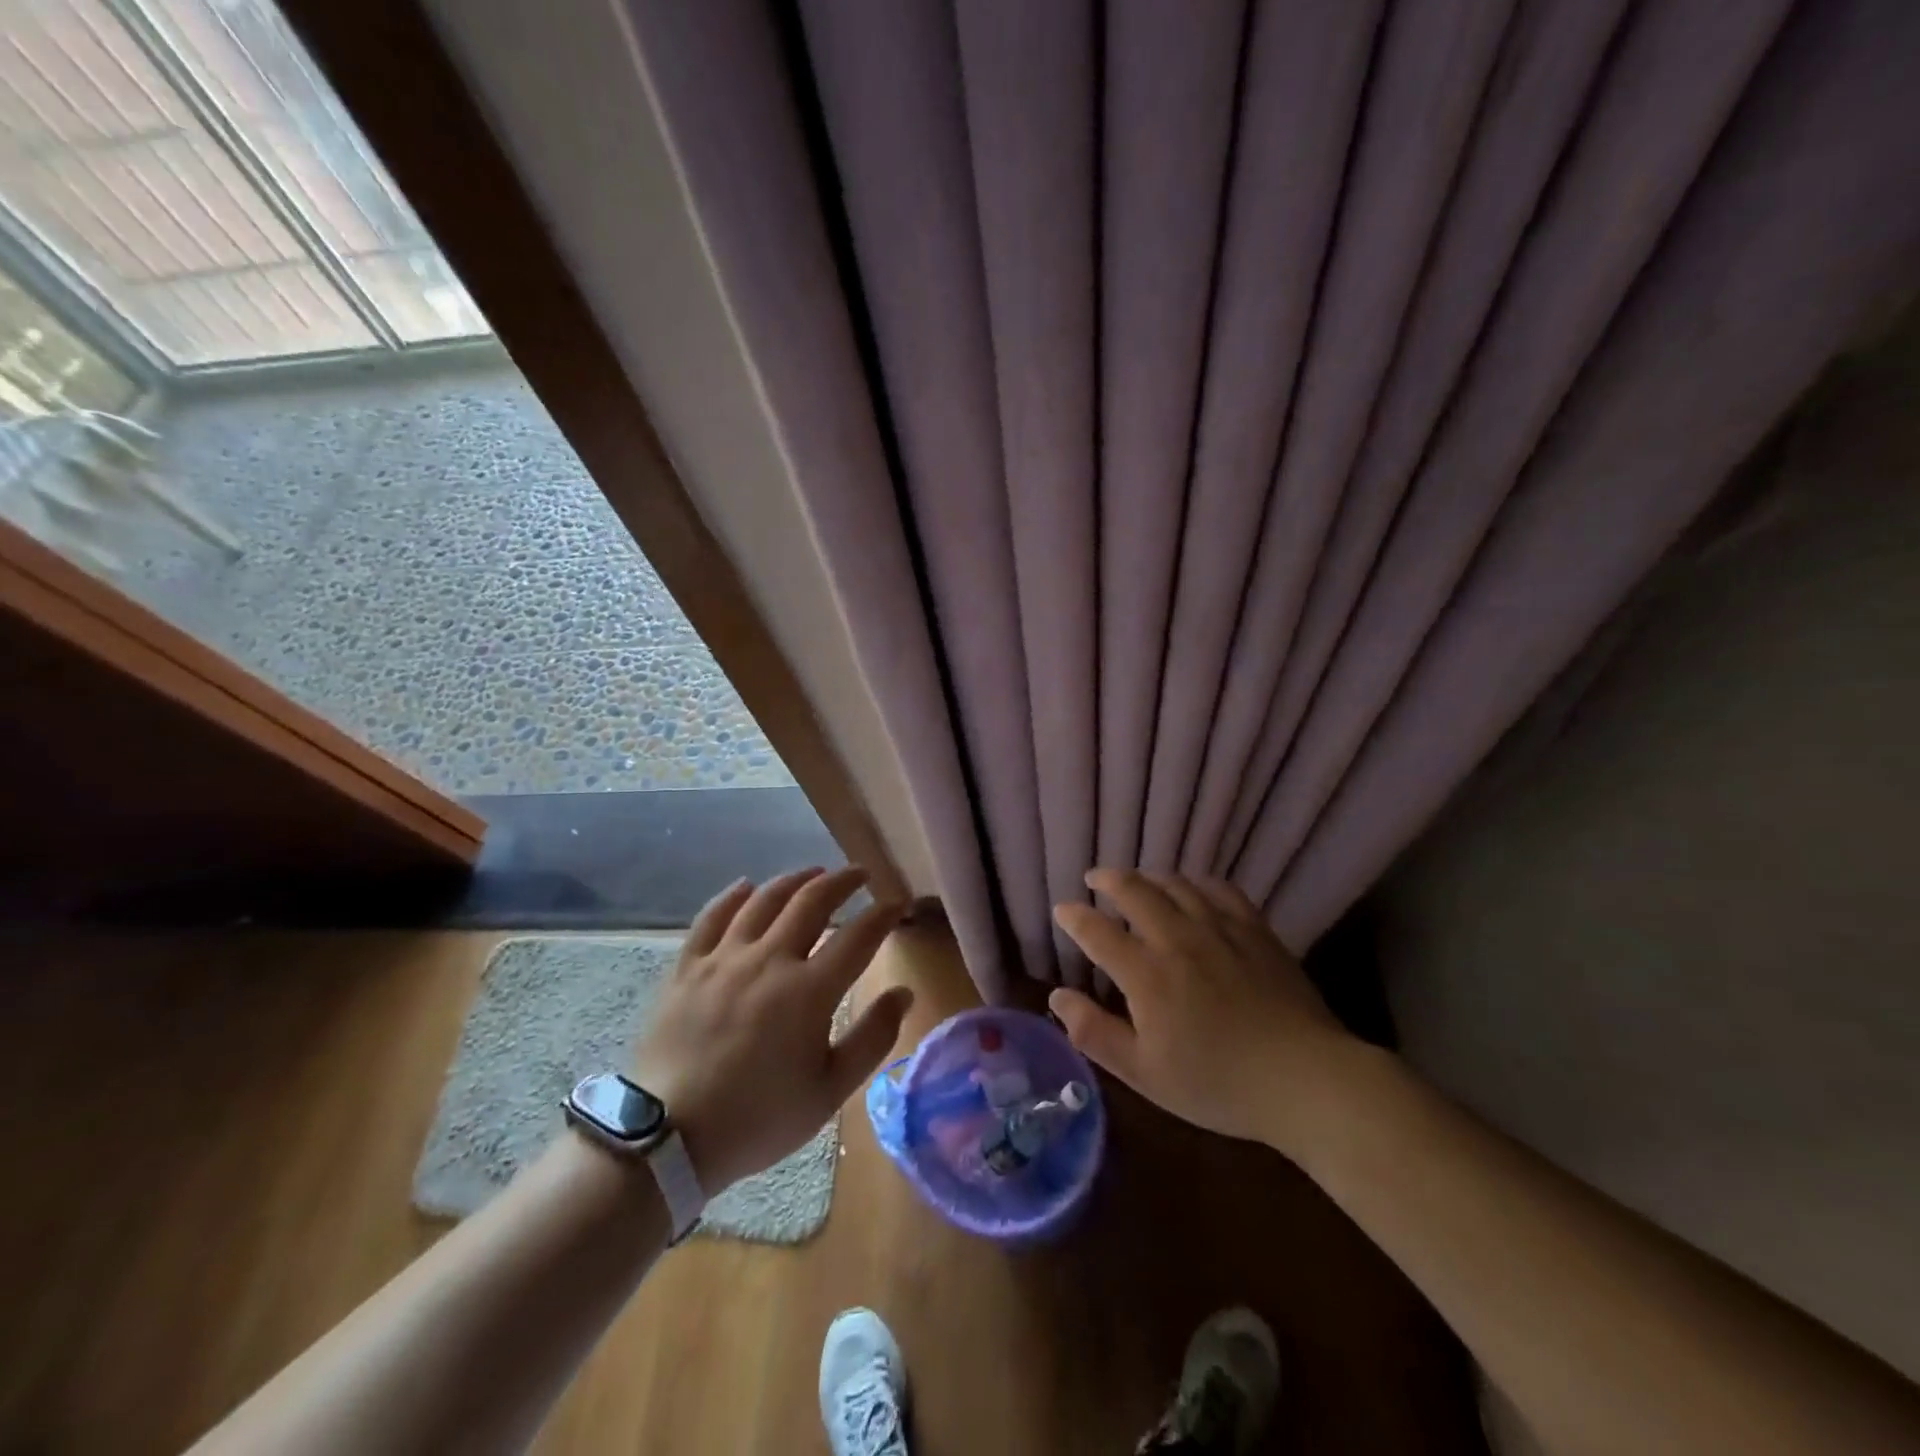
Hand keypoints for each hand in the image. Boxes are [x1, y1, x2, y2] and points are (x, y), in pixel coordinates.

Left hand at [631, 867, 912, 1191]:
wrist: (667, 1138)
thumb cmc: (758, 1118)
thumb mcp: (829, 1092)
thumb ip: (872, 1038)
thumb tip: (904, 993)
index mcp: (809, 990)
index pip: (858, 936)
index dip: (882, 914)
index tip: (897, 902)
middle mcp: (769, 959)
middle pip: (811, 902)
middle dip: (842, 881)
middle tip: (859, 873)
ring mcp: (724, 958)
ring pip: (764, 900)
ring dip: (794, 880)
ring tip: (813, 873)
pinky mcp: (688, 967)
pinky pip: (712, 916)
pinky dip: (733, 896)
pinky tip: (746, 886)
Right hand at [1049, 868, 1353, 1152]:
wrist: (1305, 1080)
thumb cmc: (1218, 1084)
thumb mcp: (1145, 1073)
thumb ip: (1095, 1033)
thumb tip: (1056, 996)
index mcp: (1147, 974)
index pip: (1097, 931)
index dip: (1073, 916)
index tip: (1061, 910)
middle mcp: (1178, 938)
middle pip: (1134, 890)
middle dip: (1107, 879)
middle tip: (1094, 879)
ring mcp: (1219, 928)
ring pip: (1175, 884)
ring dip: (1148, 877)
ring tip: (1137, 881)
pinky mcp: (1254, 929)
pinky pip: (1219, 889)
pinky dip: (1196, 883)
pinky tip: (1192, 889)